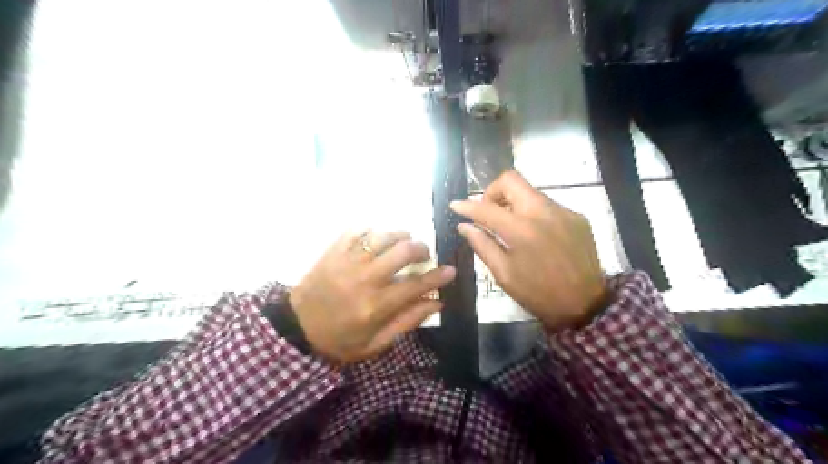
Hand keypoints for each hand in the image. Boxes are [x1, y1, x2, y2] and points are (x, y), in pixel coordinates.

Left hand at [289, 230, 458, 363]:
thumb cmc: (339, 341)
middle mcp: (364, 279)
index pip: (416, 285)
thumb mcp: (376, 343)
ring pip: (381, 236)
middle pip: (402, 251)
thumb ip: (407, 322)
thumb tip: (437, 303)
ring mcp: (346, 262)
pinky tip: (376, 238)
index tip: (451, 270)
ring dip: (399, 235)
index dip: (437, 276)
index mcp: (375, 306)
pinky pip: (356, 231)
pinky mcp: (332, 252)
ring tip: (404, 241)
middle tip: (423, 254)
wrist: (295, 329)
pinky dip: (371, 231)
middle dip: (420, 249)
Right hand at [452, 172, 606, 330]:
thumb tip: (464, 226)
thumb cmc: (538, 294)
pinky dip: (533, 213)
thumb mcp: (504, 274)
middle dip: (493, 192)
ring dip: (514, 203)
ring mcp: (564, 212)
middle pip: (511, 180)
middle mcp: (544, 212)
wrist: (585, 306)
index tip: (455, 205)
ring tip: (510, 225)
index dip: (467, 206)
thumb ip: (482, 245)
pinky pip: (547, 205)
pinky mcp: (577, 217)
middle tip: (488, 211)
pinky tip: (535, 234)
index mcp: (522, 230)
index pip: (486, 208)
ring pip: (530, 191)